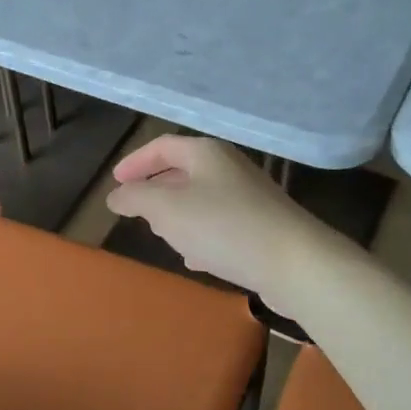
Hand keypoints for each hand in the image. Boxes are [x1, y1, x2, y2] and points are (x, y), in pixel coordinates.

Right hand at [105, 136, 324, 305]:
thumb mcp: (165, 209)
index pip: (162, 146)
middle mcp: (229, 168)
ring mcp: (250, 197)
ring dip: (178, 216)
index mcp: (206, 154)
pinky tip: (196, 259)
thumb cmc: (222, 226)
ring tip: (162, 236)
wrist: (295, 263)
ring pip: (202, 199)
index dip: (135, 162)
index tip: (116, 182)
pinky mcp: (262, 226)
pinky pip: (221, 224)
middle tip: (136, 210)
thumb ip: (135, 198)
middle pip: (184, 171)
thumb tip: (115, 195)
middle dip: (156, 190)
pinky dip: (201, 236)